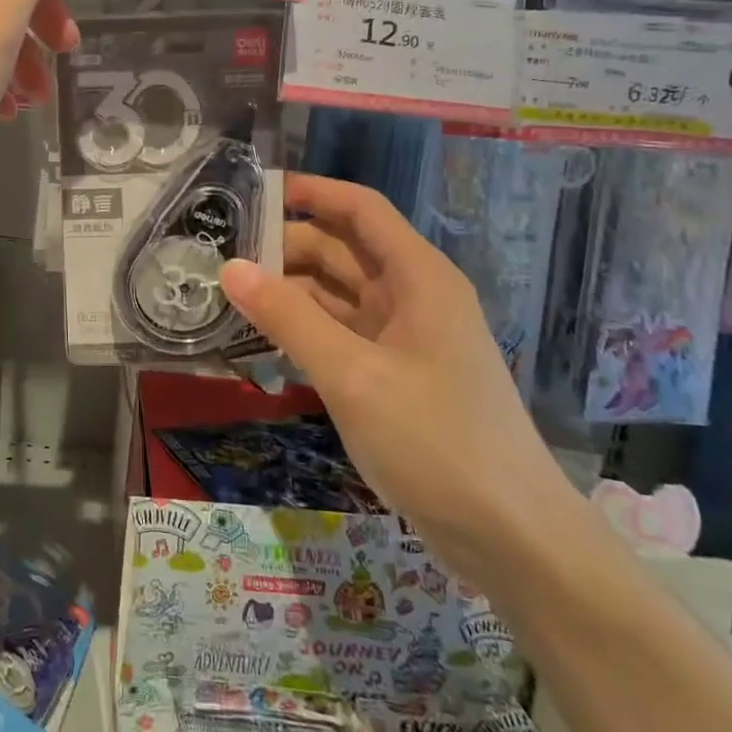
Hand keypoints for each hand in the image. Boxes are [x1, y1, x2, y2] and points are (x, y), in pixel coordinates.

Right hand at [220, 173, 577, 583]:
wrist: (511, 539)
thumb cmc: (436, 441)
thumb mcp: (353, 375)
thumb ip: (288, 318)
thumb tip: (229, 267)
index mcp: (418, 277)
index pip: (361, 209)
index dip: (311, 192)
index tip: (253, 192)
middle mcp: (412, 297)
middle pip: (343, 250)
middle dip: (286, 247)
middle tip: (219, 255)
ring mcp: (403, 339)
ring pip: (337, 295)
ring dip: (288, 292)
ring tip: (227, 295)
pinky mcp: (394, 376)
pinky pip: (339, 335)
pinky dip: (302, 331)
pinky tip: (260, 340)